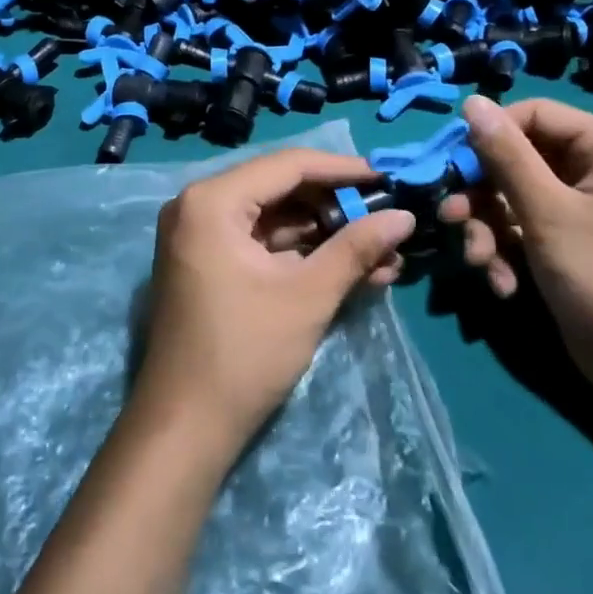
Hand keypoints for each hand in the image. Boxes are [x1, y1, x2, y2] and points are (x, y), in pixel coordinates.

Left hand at [135, 149, 414, 466]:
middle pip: (282, 190)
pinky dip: (304, 255)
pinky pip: (263, 245)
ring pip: (276, 219)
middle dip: (339, 208)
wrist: (185, 428)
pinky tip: (354, 270)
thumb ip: (356, 248)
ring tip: (385, 253)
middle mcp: (199, 206)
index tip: (389, 180)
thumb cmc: (244, 354)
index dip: (343, 171)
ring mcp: (201, 237)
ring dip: (328, 236)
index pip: (288, 165)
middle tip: (389, 220)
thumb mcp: (308, 296)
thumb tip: (407, 216)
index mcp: (213, 201)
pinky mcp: (209, 265)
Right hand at [439, 96, 592, 407]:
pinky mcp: (565, 247)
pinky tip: (504, 286)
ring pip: (511, 201)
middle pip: (516, 161)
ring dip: (488, 232)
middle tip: (452, 219)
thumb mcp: (549, 212)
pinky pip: (522, 234)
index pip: (532, 116)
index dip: (488, 137)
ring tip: (480, 263)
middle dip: (482, 196)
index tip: (451, 166)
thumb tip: (472, 102)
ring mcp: (578, 212)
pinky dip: (506, 256)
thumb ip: (506, 156)